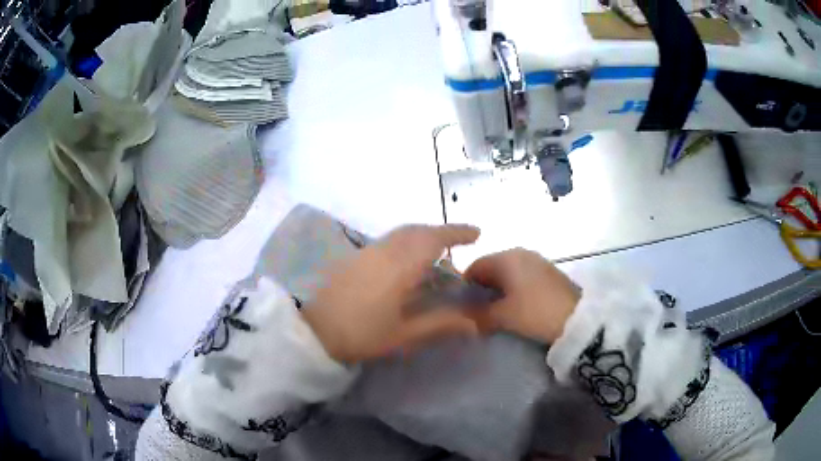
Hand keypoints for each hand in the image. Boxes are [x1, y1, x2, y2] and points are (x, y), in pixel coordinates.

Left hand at [302, 224, 482, 362]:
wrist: (312, 328)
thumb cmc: (360, 333)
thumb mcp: (403, 335)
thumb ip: (439, 325)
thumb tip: (473, 323)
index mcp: (399, 266)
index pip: (433, 239)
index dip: (456, 233)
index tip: (476, 233)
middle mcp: (384, 250)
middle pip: (417, 230)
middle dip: (441, 231)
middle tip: (460, 241)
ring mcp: (367, 251)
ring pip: (401, 233)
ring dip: (423, 234)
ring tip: (438, 250)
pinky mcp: (355, 256)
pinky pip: (389, 240)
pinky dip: (407, 241)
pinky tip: (408, 261)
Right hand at [464, 248, 579, 343]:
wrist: (577, 318)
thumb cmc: (535, 312)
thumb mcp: (503, 317)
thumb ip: (479, 315)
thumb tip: (464, 316)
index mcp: (505, 258)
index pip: (474, 266)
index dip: (465, 287)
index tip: (463, 308)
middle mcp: (520, 253)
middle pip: (492, 268)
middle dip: (483, 289)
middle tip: (479, 312)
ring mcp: (536, 260)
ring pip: (508, 273)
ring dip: (500, 291)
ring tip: (499, 313)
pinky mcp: (548, 271)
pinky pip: (523, 276)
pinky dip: (515, 290)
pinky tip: (517, 308)